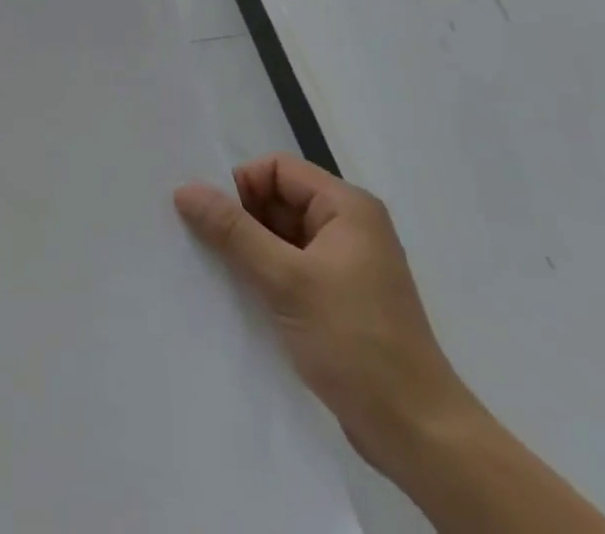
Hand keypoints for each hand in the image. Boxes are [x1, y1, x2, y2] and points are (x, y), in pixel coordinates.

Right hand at [174, 155, 474, 475]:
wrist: (419, 436)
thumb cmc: (356, 342)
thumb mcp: (287, 281)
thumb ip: (234, 232)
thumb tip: (185, 190)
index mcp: (347, 207)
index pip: (278, 169)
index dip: (242, 185)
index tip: (211, 216)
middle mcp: (349, 227)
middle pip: (278, 200)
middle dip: (241, 217)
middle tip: (202, 242)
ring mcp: (346, 265)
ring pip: (281, 236)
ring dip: (249, 249)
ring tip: (214, 269)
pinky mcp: (339, 299)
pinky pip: (291, 268)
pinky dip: (264, 275)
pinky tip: (238, 294)